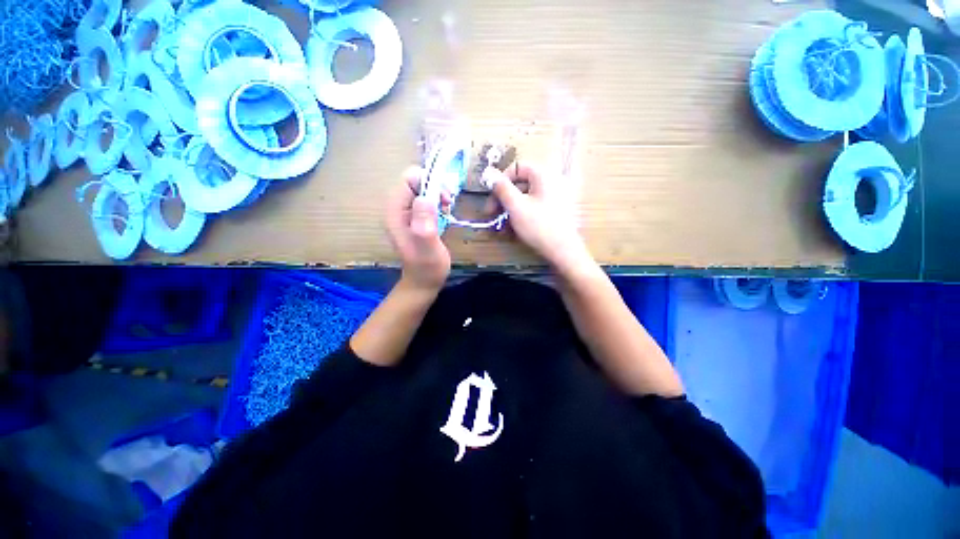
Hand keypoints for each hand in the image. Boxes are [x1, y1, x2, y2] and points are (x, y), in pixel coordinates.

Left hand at [386, 167, 450, 292]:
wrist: (424, 281)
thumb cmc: (427, 268)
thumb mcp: (428, 248)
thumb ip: (425, 225)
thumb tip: (425, 198)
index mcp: (395, 213)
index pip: (407, 180)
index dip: (427, 182)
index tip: (443, 197)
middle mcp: (398, 209)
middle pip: (415, 181)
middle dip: (434, 187)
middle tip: (448, 203)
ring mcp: (406, 213)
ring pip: (422, 189)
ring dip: (438, 194)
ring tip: (447, 208)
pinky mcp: (416, 217)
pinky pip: (426, 198)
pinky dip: (438, 201)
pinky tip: (445, 212)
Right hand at [485, 163, 593, 274]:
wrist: (563, 251)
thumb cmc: (539, 226)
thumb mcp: (516, 207)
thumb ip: (501, 188)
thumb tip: (489, 173)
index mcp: (543, 175)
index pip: (517, 167)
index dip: (501, 180)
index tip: (491, 198)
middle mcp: (550, 181)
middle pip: (520, 183)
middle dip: (502, 199)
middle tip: (491, 214)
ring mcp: (553, 197)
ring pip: (524, 198)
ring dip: (509, 210)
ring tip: (500, 227)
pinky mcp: (553, 210)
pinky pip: (532, 207)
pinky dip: (520, 215)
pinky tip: (511, 230)